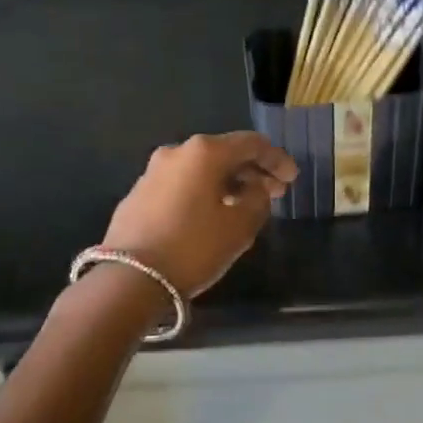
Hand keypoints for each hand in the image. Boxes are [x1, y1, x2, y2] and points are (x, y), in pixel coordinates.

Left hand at [100, 131, 297, 295]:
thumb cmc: (194, 247)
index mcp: (205, 152)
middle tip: (274, 192)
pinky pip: (182, 184)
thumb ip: (258, 199)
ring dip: (227, 182)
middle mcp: (177, 152)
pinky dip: (204, 192)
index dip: (277, 159)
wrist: (129, 279)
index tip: (292, 178)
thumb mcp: (240, 226)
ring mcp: (153, 172)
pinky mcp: (139, 194)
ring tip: (245, 204)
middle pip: (224, 153)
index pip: (251, 144)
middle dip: (252, 171)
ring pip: (201, 169)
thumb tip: (256, 187)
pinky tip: (212, 214)